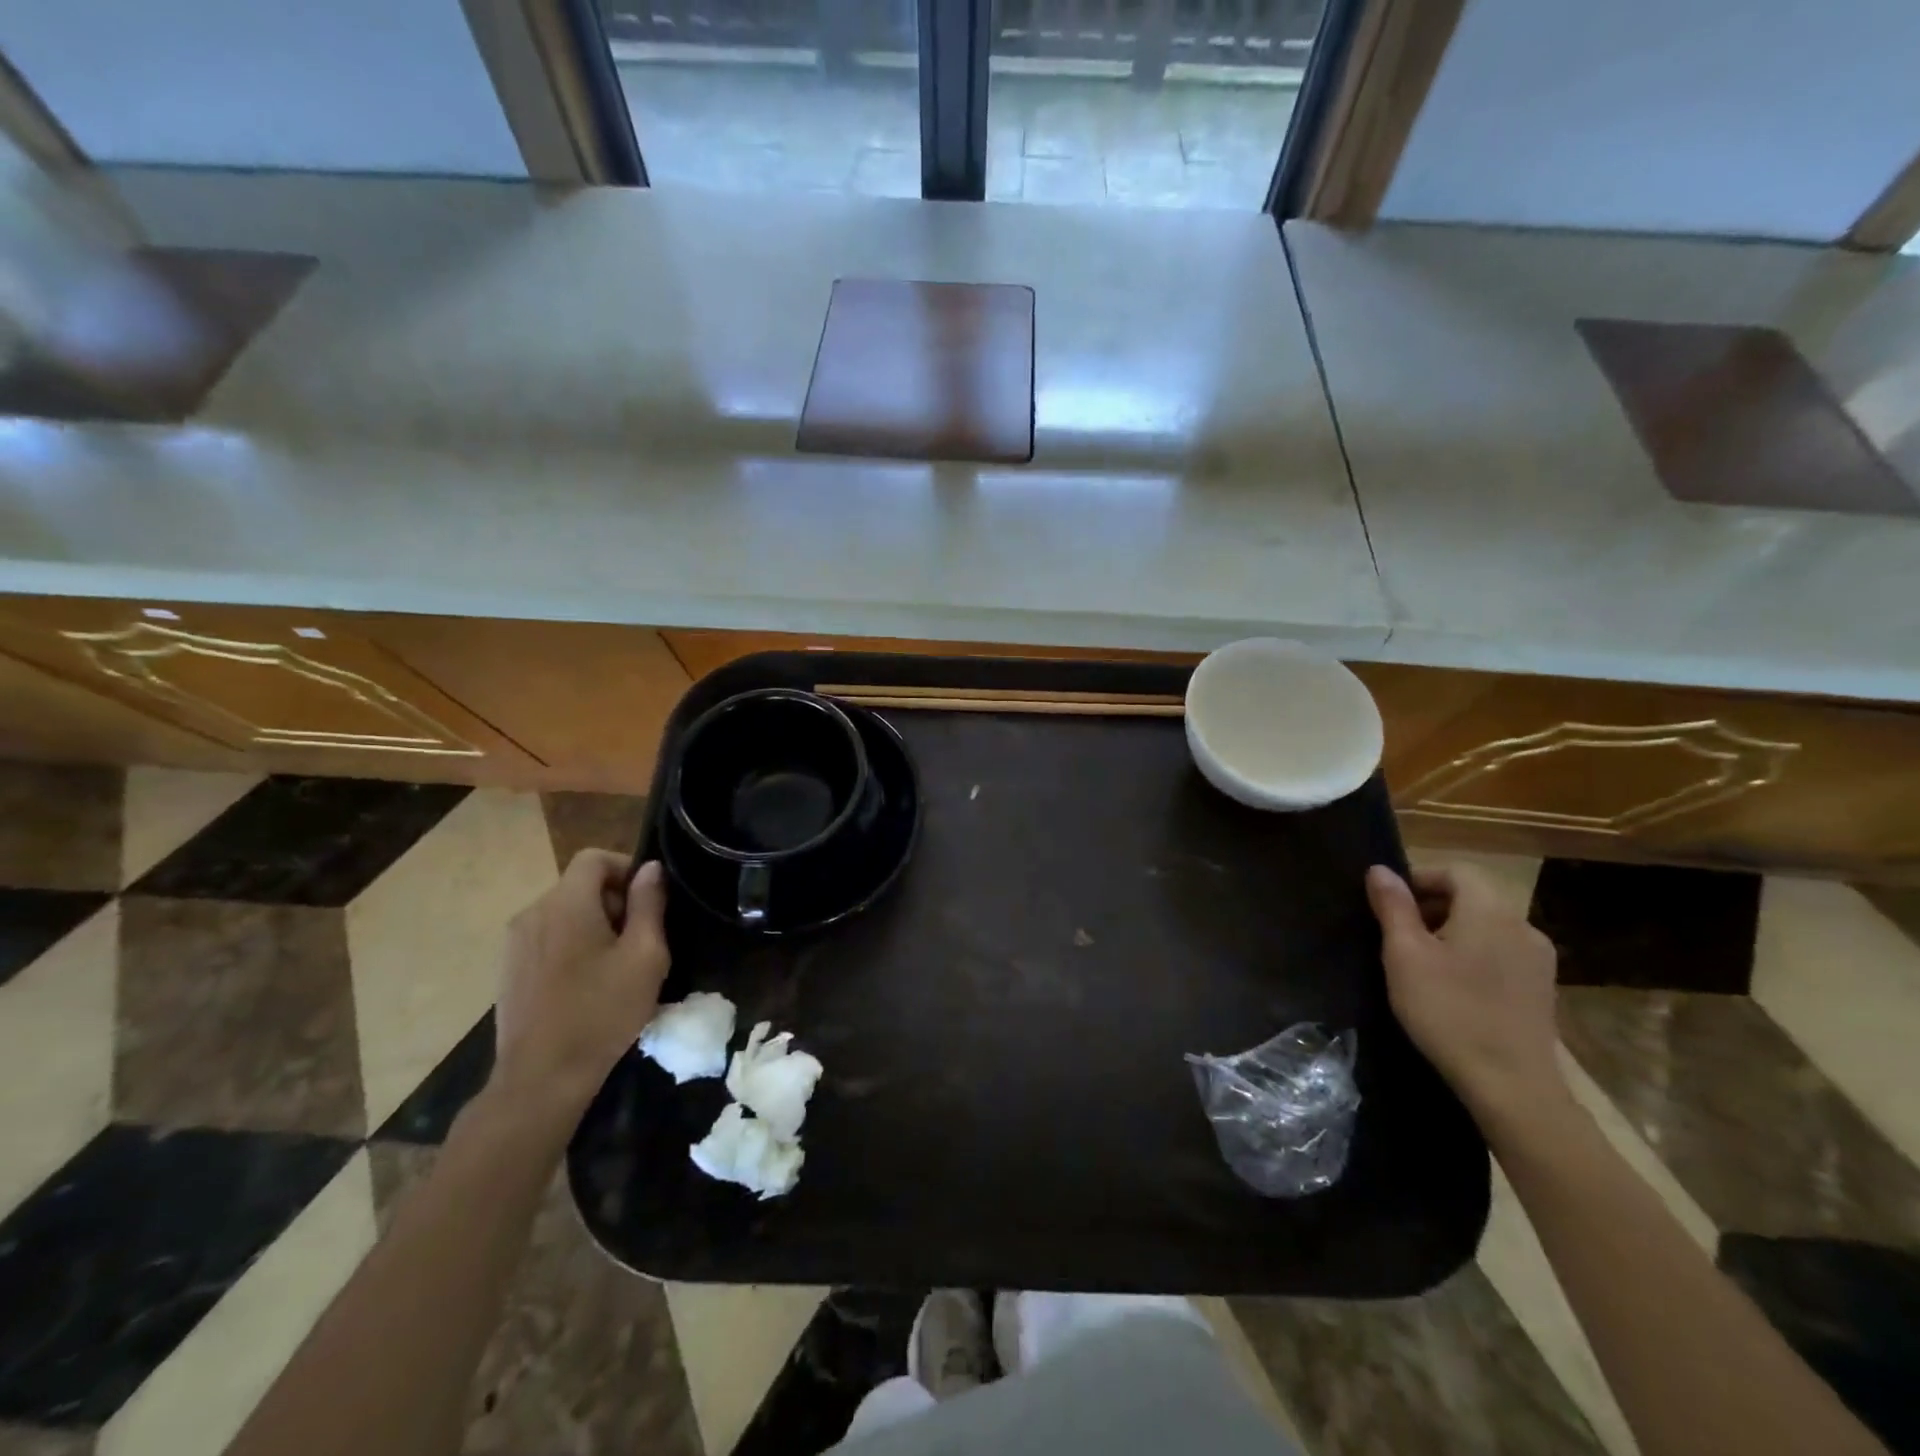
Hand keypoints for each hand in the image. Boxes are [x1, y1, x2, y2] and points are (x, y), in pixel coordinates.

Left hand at [490, 851, 670, 1124]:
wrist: (541, 1079)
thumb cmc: (602, 1012)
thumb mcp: (645, 955)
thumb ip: (649, 904)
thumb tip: (651, 869)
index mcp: (566, 904)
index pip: (594, 858)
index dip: (626, 868)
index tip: (649, 900)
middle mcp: (532, 913)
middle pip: (579, 885)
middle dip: (614, 900)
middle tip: (641, 939)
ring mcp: (514, 943)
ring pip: (564, 912)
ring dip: (594, 924)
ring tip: (617, 964)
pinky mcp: (508, 970)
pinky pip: (547, 938)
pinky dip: (572, 945)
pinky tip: (587, 984)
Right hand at [1365, 863, 1567, 1131]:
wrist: (1511, 1085)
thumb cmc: (1448, 1010)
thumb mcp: (1405, 955)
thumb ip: (1393, 907)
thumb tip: (1380, 870)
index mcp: (1490, 910)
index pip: (1455, 871)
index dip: (1418, 879)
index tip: (1389, 905)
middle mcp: (1522, 925)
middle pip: (1473, 896)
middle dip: (1432, 905)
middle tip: (1397, 934)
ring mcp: (1538, 958)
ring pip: (1487, 925)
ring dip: (1452, 930)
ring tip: (1420, 962)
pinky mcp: (1542, 987)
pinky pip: (1501, 951)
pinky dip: (1473, 953)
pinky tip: (1453, 986)